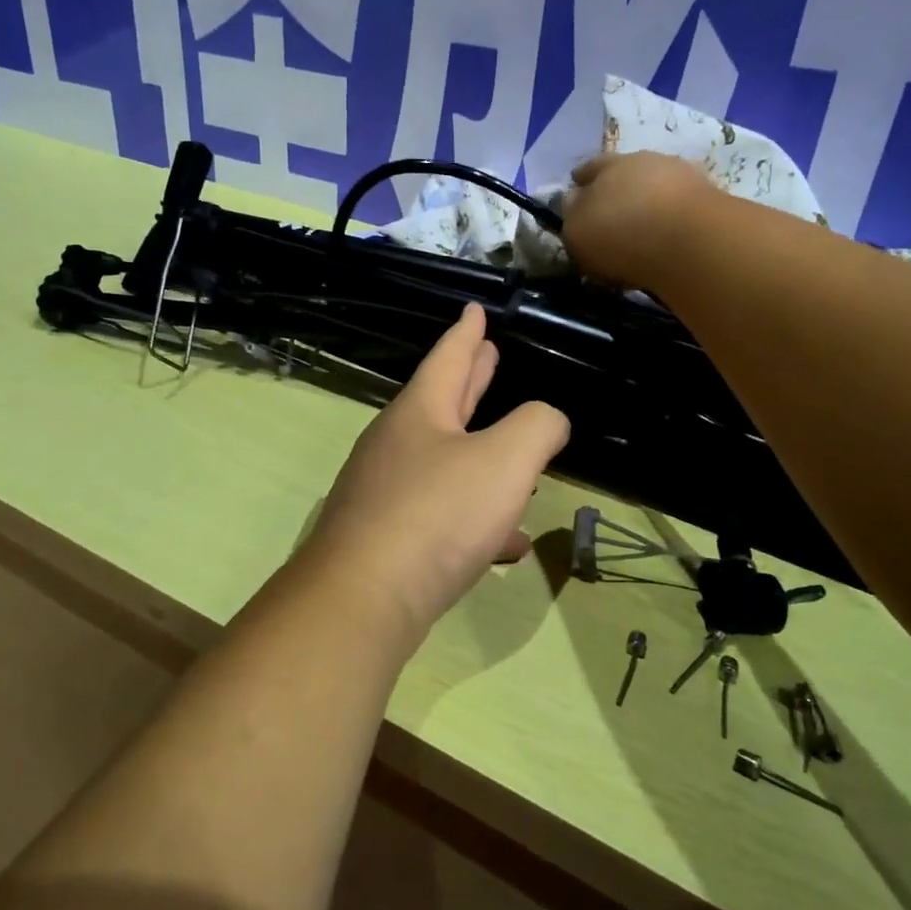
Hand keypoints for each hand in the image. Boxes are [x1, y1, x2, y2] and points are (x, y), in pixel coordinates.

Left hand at [300, 304, 569, 650]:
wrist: (363, 600)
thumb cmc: (437, 515)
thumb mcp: (504, 460)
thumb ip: (537, 428)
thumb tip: (547, 420)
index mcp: (419, 412)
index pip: (448, 356)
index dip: (467, 331)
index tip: (474, 308)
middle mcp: (396, 445)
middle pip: (442, 402)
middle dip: (470, 380)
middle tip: (488, 355)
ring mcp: (387, 493)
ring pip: (445, 460)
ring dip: (480, 452)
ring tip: (515, 451)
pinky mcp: (388, 539)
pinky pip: (442, 516)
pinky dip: (476, 519)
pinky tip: (507, 544)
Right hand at [561, 151, 715, 289]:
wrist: (691, 241)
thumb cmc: (620, 233)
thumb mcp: (577, 230)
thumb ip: (572, 214)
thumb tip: (574, 201)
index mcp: (608, 165)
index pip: (589, 168)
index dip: (581, 180)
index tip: (577, 190)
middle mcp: (646, 161)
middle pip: (626, 172)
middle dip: (617, 188)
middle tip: (611, 211)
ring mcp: (682, 176)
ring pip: (657, 186)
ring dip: (648, 202)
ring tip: (642, 227)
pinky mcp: (710, 199)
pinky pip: (680, 207)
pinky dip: (671, 219)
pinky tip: (666, 236)